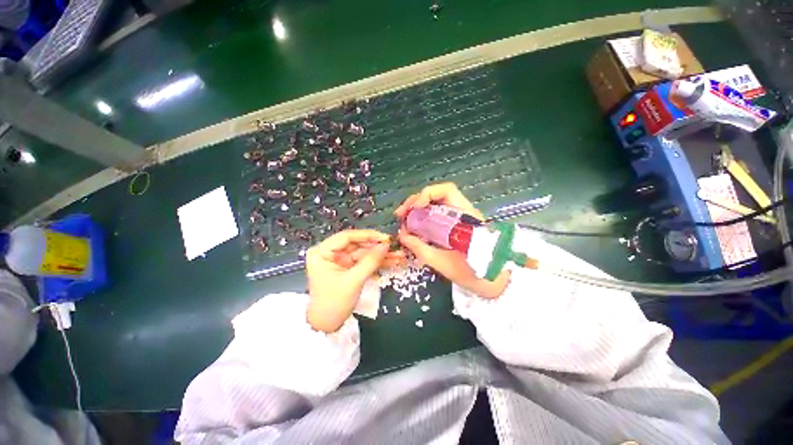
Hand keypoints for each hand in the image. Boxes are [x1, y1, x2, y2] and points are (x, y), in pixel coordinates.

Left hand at [306, 230, 403, 332]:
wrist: (328, 326)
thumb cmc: (334, 303)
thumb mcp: (353, 280)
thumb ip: (370, 261)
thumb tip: (386, 245)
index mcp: (322, 252)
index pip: (347, 237)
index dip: (368, 236)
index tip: (385, 238)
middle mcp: (331, 252)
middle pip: (358, 245)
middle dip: (378, 248)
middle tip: (396, 247)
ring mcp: (341, 260)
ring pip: (364, 253)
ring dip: (381, 255)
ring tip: (399, 256)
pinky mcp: (349, 268)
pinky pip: (365, 262)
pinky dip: (378, 263)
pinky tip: (393, 262)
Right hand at [395, 183, 509, 297]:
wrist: (490, 282)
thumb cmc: (472, 273)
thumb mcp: (442, 263)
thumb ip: (420, 248)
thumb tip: (402, 235)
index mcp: (465, 216)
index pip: (447, 191)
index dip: (428, 194)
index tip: (415, 207)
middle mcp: (461, 212)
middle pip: (436, 195)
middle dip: (415, 201)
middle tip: (400, 215)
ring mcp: (456, 218)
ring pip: (434, 204)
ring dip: (416, 209)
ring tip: (403, 219)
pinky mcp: (452, 225)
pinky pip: (434, 215)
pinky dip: (421, 217)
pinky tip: (412, 226)